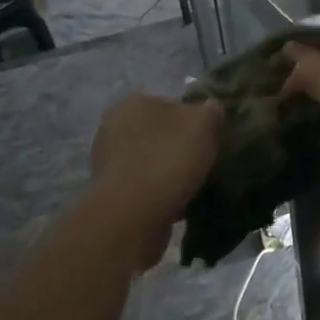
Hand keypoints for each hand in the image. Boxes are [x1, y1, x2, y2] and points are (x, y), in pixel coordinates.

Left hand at [90, 93, 223, 269]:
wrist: (131, 217)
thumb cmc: (168, 160)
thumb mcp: (204, 125)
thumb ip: (211, 110)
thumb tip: (211, 108)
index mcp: (134, 102)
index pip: (173, 103)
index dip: (195, 120)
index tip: (210, 138)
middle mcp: (114, 126)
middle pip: (160, 132)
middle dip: (179, 145)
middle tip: (203, 162)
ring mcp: (108, 160)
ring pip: (151, 159)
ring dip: (169, 170)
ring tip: (193, 186)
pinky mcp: (109, 191)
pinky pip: (143, 185)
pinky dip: (159, 192)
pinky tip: (177, 203)